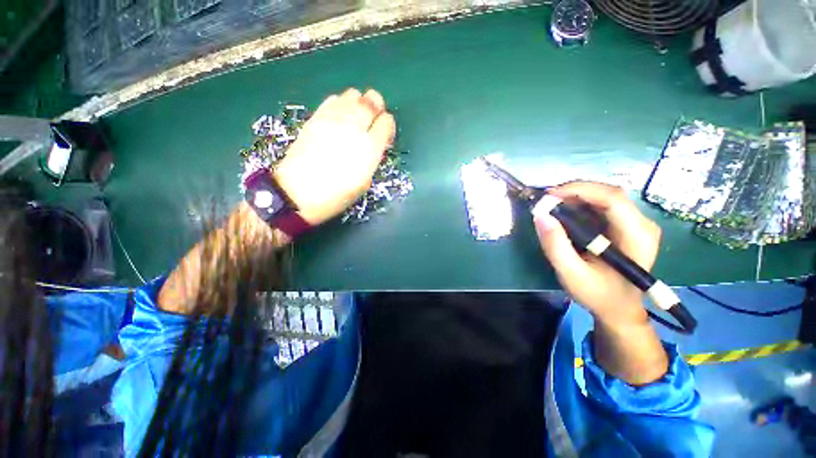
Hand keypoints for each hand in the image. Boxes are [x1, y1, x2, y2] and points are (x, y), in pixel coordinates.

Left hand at [273, 88, 395, 225]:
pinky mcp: (316, 117)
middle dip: (377, 107)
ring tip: (356, 118)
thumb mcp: (364, 183)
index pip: (386, 122)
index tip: (384, 136)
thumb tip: (373, 145)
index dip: (388, 126)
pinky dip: (341, 104)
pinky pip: (333, 99)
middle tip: (374, 119)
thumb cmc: (336, 195)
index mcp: (369, 148)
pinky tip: (339, 118)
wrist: (298, 193)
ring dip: (359, 104)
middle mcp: (354, 128)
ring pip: (353, 94)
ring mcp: (333, 120)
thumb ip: (372, 159)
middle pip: (372, 100)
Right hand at [534, 182, 660, 327]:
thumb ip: (555, 245)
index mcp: (637, 237)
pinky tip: (565, 212)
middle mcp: (642, 224)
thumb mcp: (571, 273)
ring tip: (552, 206)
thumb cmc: (597, 294)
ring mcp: (636, 223)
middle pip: (608, 193)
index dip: (579, 190)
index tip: (549, 195)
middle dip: (574, 192)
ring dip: (575, 197)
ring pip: (604, 196)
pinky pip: (602, 205)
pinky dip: (580, 204)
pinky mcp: (626, 225)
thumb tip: (540, 215)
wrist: (619, 308)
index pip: (612, 199)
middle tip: (546, 200)